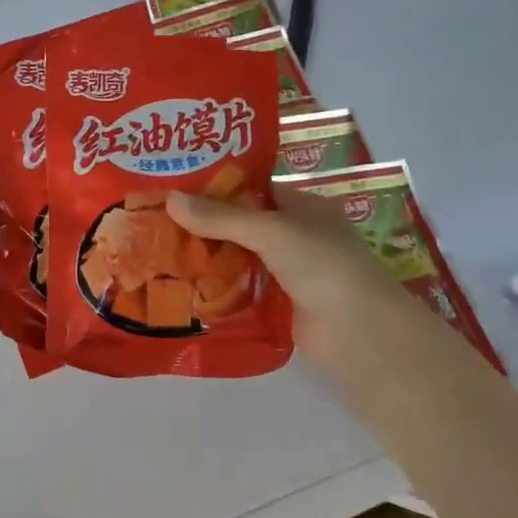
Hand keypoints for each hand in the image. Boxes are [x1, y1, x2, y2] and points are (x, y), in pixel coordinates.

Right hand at [165, 186, 425, 381]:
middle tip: (158, 221)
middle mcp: (296, 236)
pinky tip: (184, 287)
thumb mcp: (270, 231)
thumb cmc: (322, 265)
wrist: (358, 332)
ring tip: (160, 252)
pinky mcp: (280, 305)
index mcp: (303, 206)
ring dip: (208, 259)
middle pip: (242, 225)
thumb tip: (170, 199)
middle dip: (205, 225)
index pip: (254, 188)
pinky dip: (218, 289)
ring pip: (240, 259)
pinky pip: (242, 291)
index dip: (217, 186)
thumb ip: (221, 217)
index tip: (175, 186)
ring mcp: (289, 272)